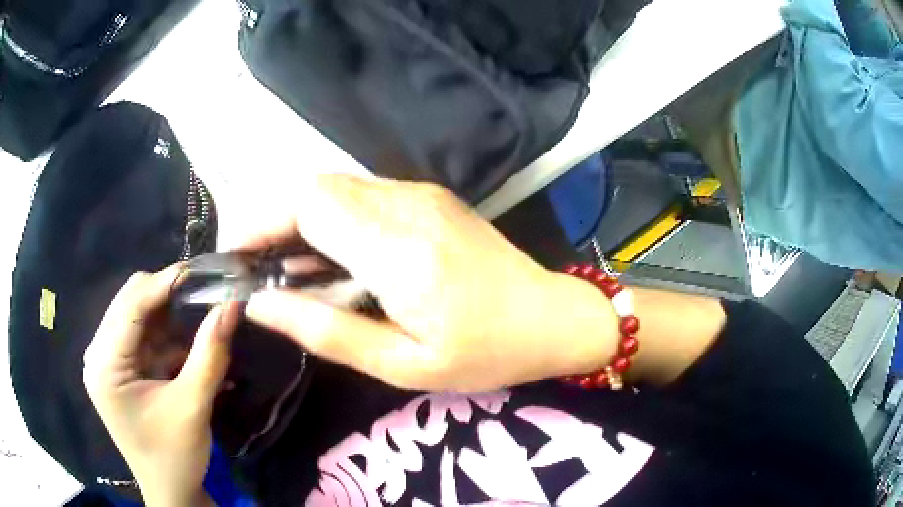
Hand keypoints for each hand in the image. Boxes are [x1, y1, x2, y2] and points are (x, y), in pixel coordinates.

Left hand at [83, 265, 239, 506]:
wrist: (171, 493)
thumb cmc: (175, 457)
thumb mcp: (193, 407)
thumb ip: (210, 355)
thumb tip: (232, 305)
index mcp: (104, 365)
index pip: (130, 305)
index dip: (165, 283)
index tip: (203, 271)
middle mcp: (99, 354)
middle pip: (130, 303)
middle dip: (168, 295)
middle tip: (206, 291)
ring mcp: (109, 361)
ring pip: (138, 316)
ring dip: (169, 314)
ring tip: (202, 309)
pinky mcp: (122, 369)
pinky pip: (144, 337)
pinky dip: (167, 334)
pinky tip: (190, 339)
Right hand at [243, 175, 618, 391]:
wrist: (550, 318)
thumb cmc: (484, 354)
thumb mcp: (402, 365)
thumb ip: (326, 332)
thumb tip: (261, 306)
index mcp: (401, 250)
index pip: (310, 205)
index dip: (263, 223)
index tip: (239, 257)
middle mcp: (408, 205)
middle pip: (317, 189)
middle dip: (277, 223)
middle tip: (262, 271)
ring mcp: (422, 194)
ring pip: (338, 189)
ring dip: (304, 223)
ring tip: (293, 273)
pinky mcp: (430, 197)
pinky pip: (364, 197)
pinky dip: (335, 222)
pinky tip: (337, 262)